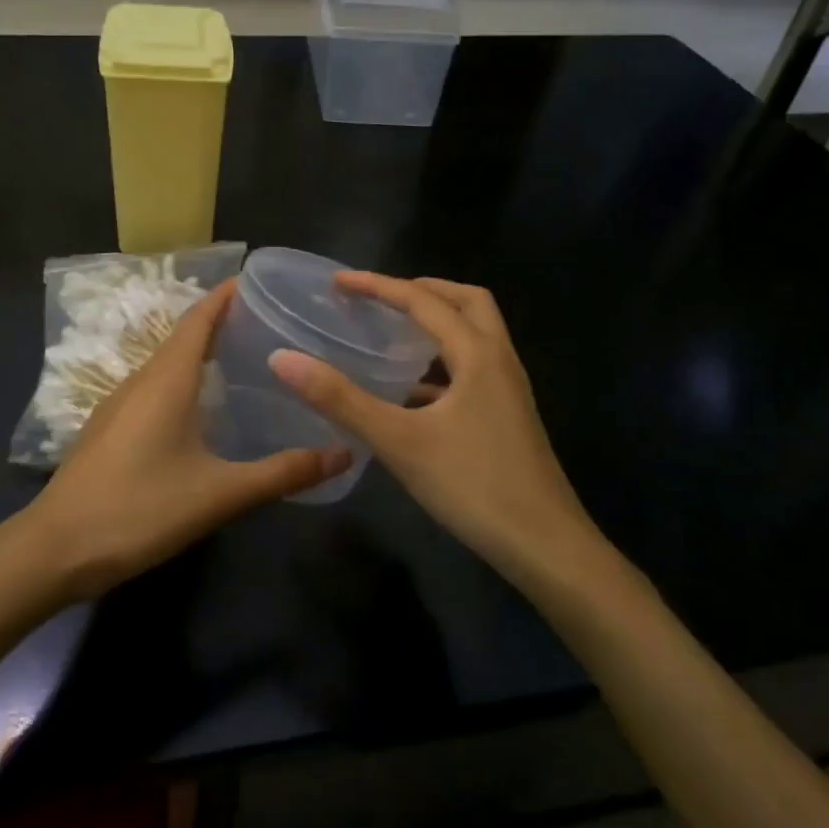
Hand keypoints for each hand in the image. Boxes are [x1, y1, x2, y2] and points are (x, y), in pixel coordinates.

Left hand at [11, 279, 350, 600]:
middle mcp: (139, 381)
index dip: (225, 296)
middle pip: (181, 338)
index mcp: (166, 380)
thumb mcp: (219, 494)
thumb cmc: (139, 510)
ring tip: (239, 360)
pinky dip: (180, 382)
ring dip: (198, 354)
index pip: (198, 319)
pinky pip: (150, 390)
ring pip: (164, 365)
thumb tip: (344, 453)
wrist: (54, 550)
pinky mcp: (106, 431)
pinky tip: (198, 411)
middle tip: (265, 324)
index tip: (256, 281)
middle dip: (219, 323)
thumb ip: (282, 473)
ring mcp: (116, 406)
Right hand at [268, 273, 598, 584]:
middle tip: (380, 296)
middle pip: (467, 303)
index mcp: (478, 354)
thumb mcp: (399, 441)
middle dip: (423, 290)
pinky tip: (414, 393)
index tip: (338, 281)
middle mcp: (499, 362)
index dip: (379, 286)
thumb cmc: (473, 485)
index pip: (423, 301)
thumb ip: (340, 399)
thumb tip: (282, 358)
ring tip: (394, 332)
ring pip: (475, 336)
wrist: (545, 546)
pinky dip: (444, 363)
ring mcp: (509, 391)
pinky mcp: (508, 418)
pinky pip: (474, 370)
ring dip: (438, 323)